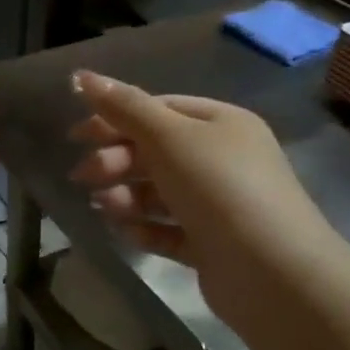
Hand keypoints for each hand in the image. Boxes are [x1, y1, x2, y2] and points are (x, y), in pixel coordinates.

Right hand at [66, 70, 337, 326]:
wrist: (273, 273)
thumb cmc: (220, 189)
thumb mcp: (169, 137)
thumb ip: (125, 108)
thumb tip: (82, 75)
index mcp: (221, 124)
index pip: (159, 110)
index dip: (115, 118)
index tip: (76, 136)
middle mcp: (223, 160)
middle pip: (156, 152)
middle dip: (116, 161)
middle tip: (84, 176)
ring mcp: (219, 205)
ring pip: (160, 193)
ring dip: (126, 196)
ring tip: (104, 207)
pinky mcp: (212, 246)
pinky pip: (170, 230)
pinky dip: (145, 229)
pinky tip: (125, 233)